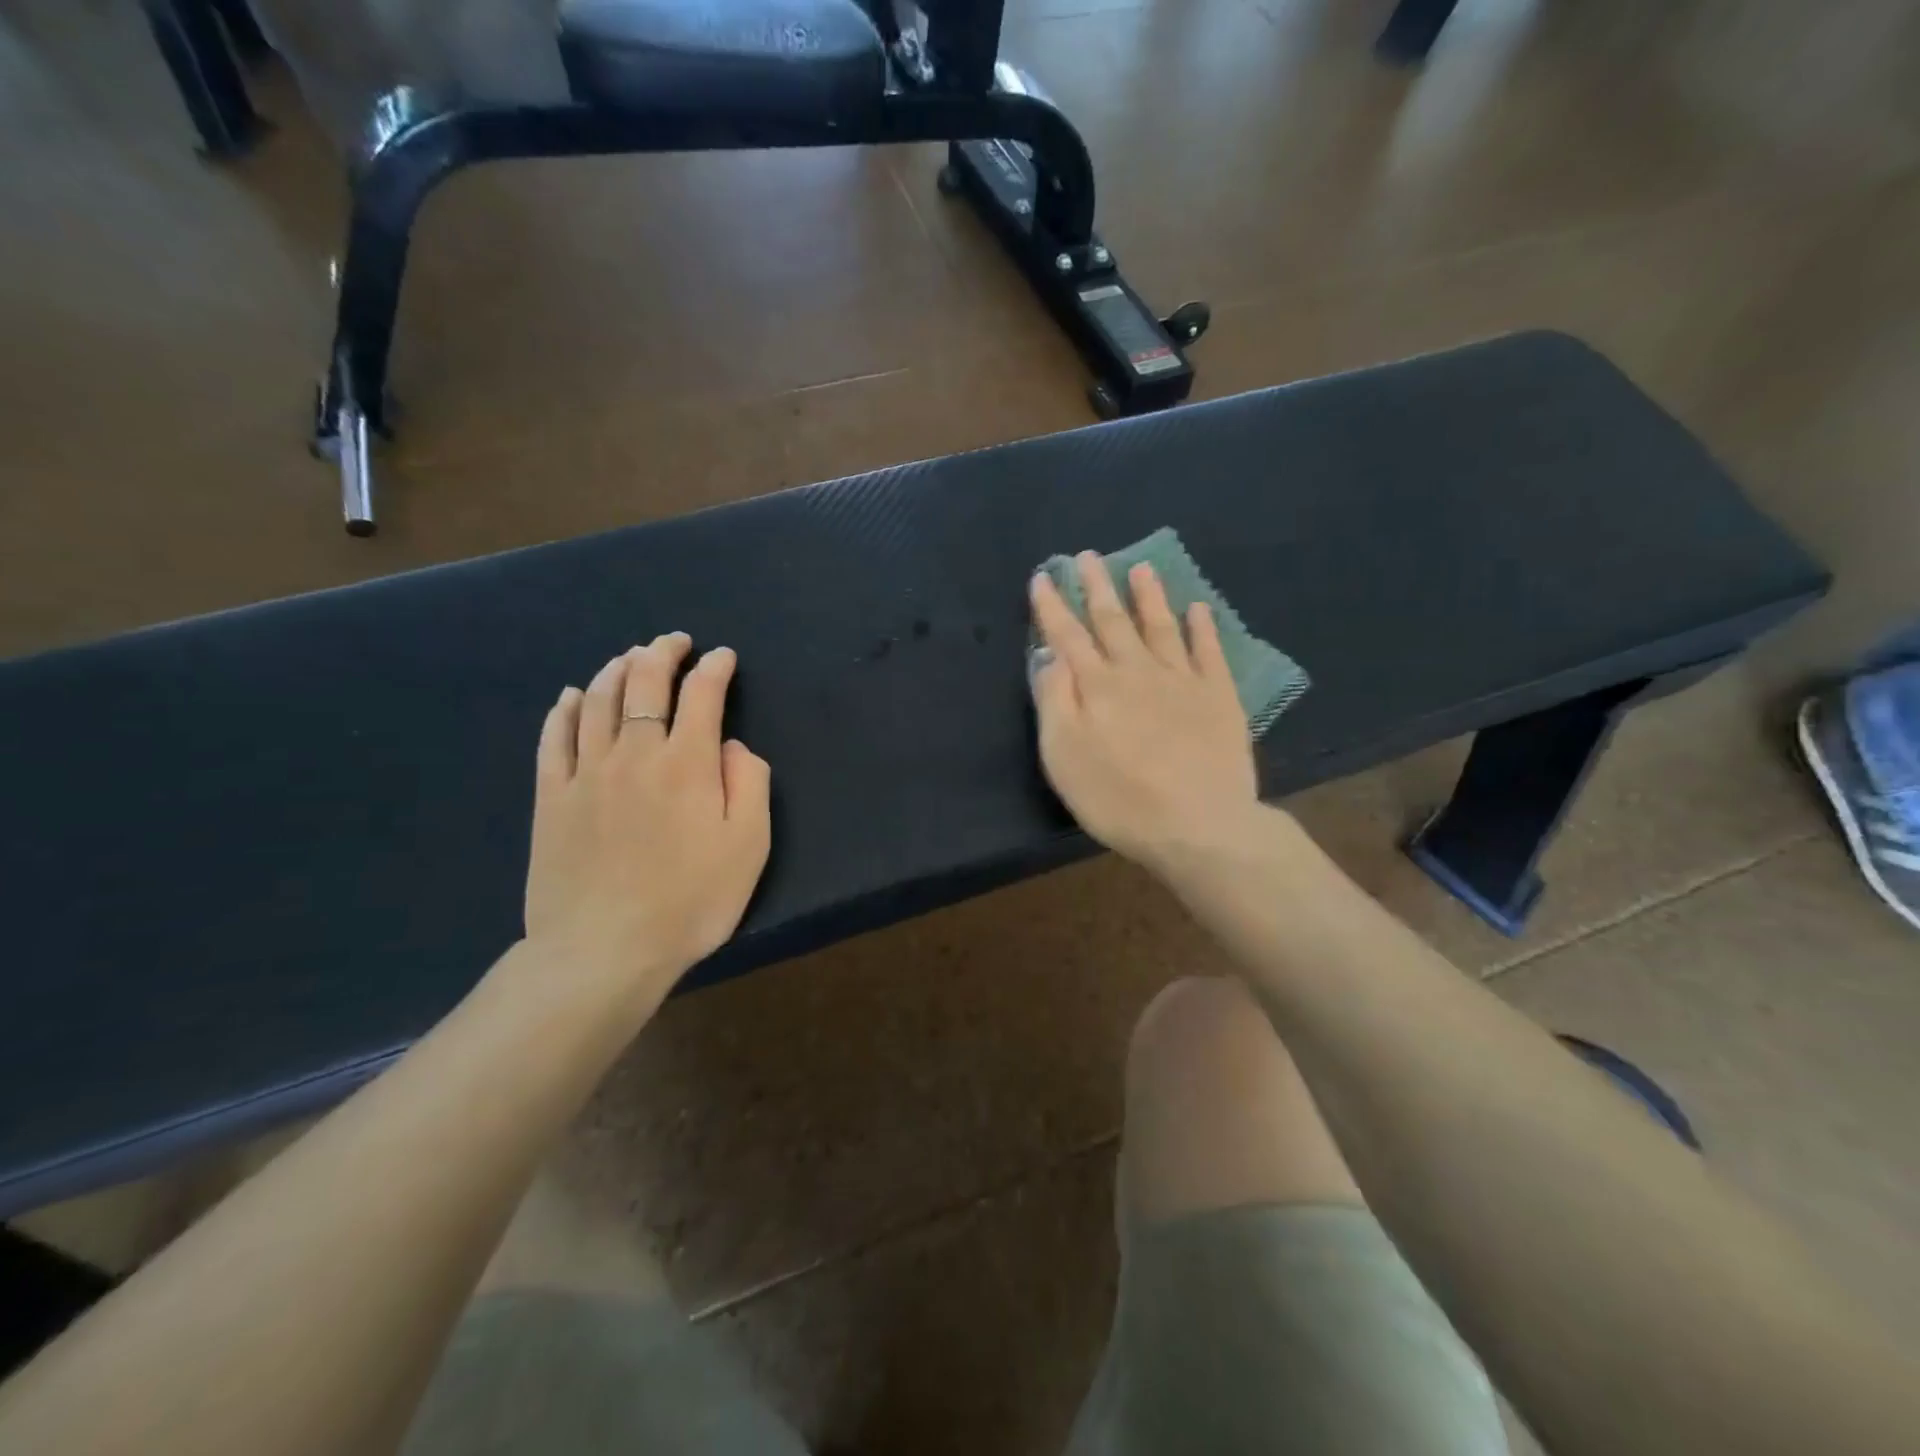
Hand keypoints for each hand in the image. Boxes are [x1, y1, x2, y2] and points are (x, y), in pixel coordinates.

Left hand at [524, 634, 771, 1013]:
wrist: (604, 951)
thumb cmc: (691, 901)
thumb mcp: (749, 846)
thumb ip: (749, 784)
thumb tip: (732, 746)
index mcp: (688, 764)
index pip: (702, 695)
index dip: (715, 669)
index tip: (723, 657)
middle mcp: (635, 753)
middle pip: (645, 683)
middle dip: (662, 652)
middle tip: (674, 641)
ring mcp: (586, 772)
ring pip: (598, 700)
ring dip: (617, 668)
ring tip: (630, 657)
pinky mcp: (551, 797)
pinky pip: (555, 737)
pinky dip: (567, 708)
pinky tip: (574, 695)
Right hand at [1030, 553, 1259, 871]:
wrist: (1200, 826)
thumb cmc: (1119, 799)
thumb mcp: (1064, 756)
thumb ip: (1054, 701)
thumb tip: (1051, 656)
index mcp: (1097, 686)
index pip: (1068, 635)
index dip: (1052, 606)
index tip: (1044, 577)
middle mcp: (1138, 671)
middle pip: (1113, 621)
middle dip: (1097, 587)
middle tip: (1088, 556)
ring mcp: (1182, 680)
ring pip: (1161, 626)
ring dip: (1149, 596)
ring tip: (1141, 567)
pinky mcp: (1219, 697)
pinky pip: (1209, 651)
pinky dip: (1203, 628)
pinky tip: (1198, 609)